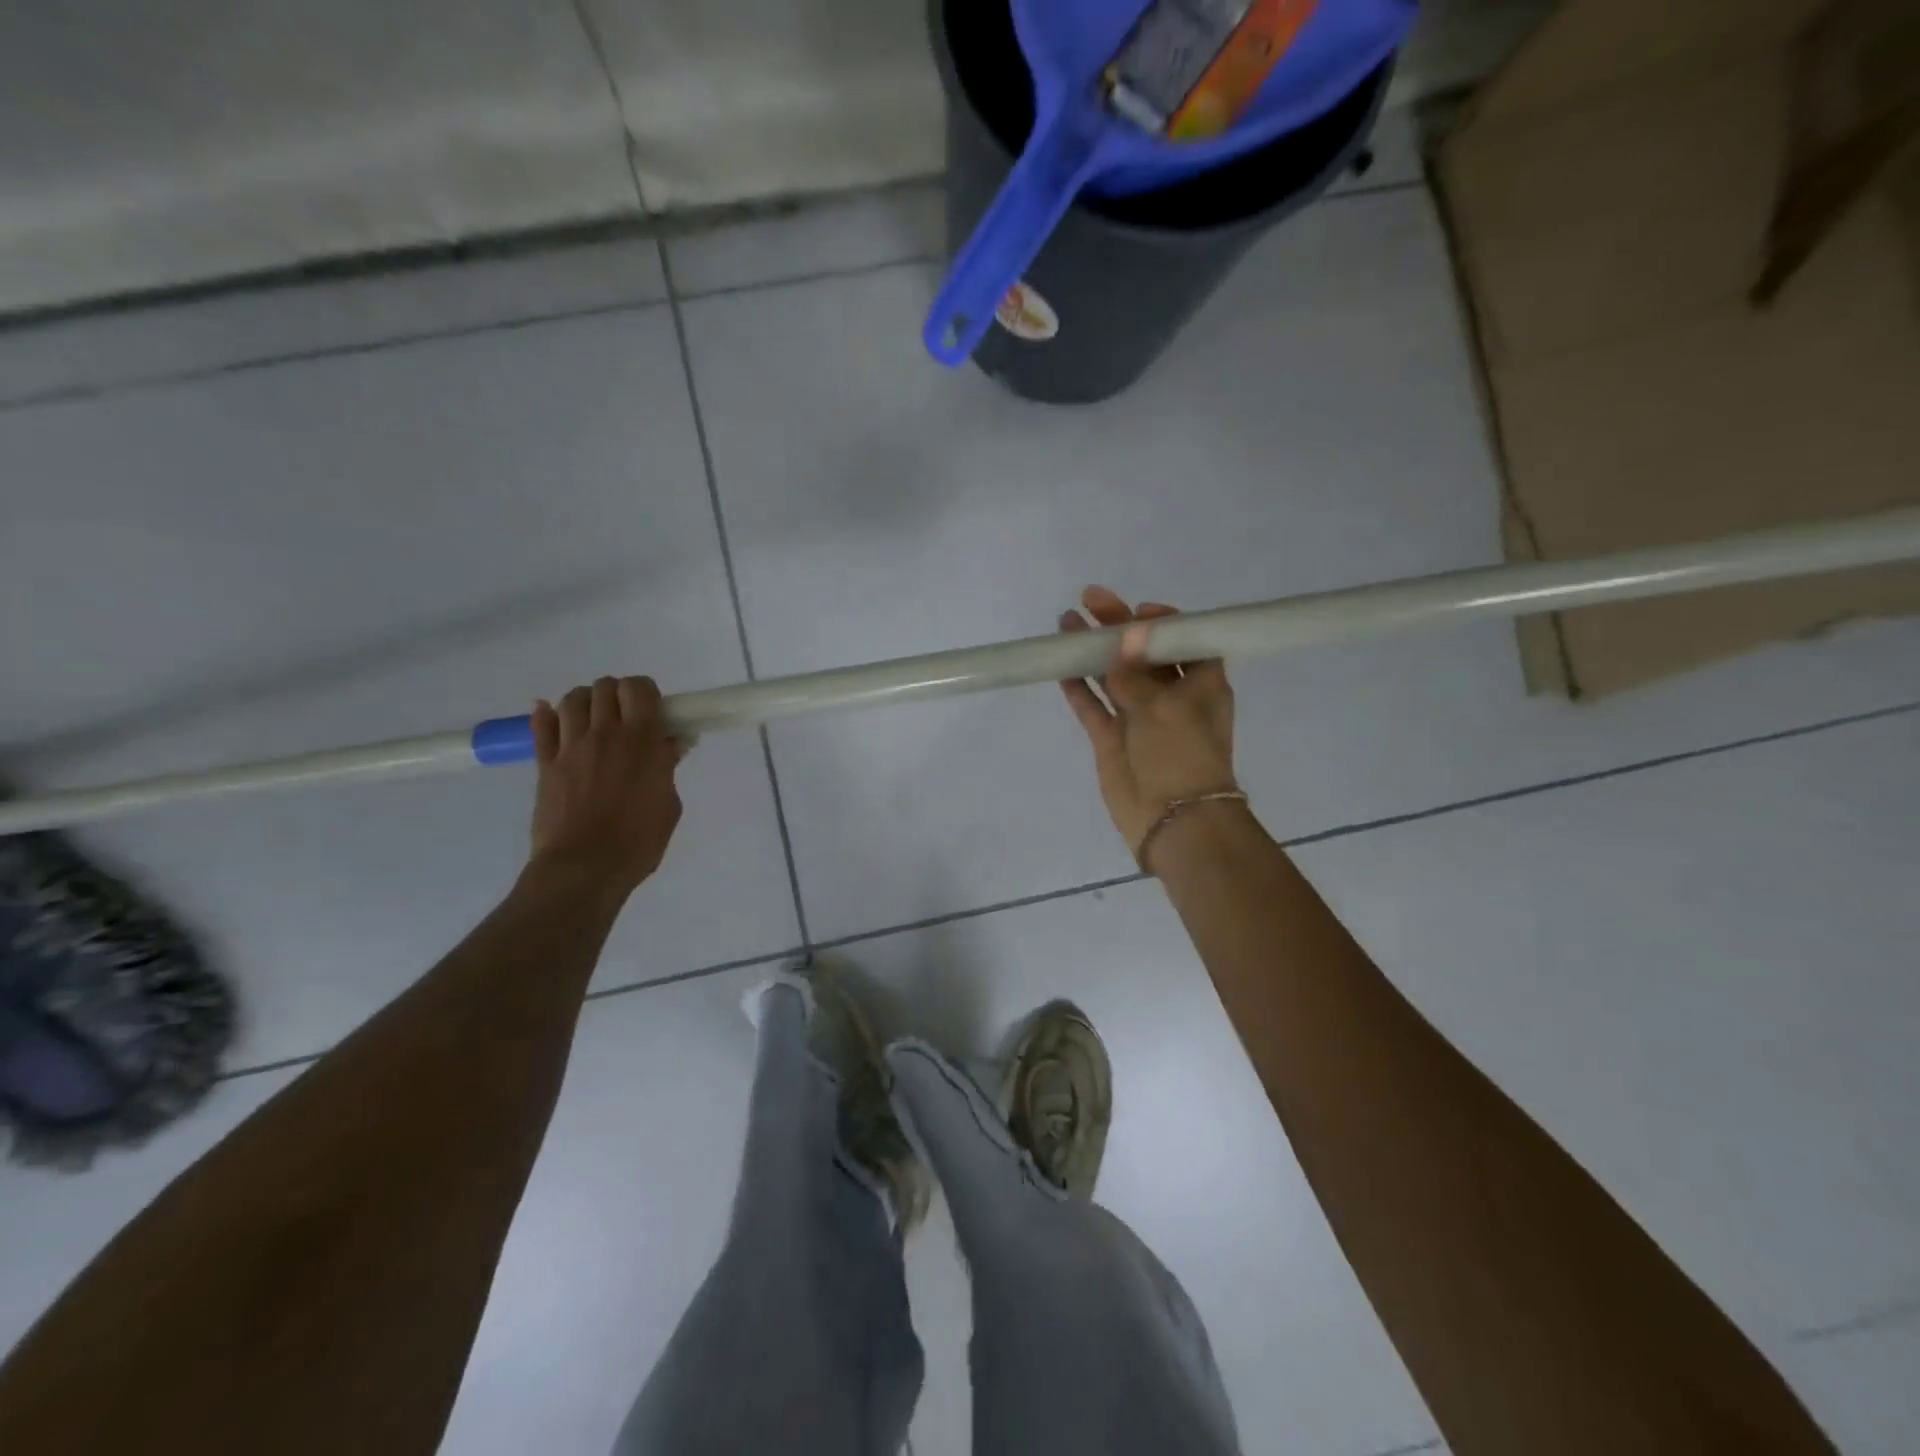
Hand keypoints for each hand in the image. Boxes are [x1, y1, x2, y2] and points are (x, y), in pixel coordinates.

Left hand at [528, 675, 686, 895]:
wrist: (584, 868)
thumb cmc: (638, 842)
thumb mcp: (669, 805)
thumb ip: (666, 768)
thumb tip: (669, 744)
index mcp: (641, 741)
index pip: (639, 688)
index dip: (646, 692)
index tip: (653, 710)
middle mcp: (605, 734)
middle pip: (605, 687)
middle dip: (617, 695)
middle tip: (625, 717)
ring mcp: (570, 747)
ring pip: (572, 700)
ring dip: (586, 702)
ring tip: (593, 720)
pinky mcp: (545, 764)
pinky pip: (540, 726)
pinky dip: (546, 715)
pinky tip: (552, 716)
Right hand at [1058, 586, 1238, 869]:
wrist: (1173, 820)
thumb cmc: (1183, 755)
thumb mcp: (1164, 707)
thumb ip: (1136, 672)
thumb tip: (1121, 636)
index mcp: (1201, 684)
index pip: (1184, 641)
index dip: (1161, 623)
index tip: (1137, 611)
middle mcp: (1171, 695)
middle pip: (1142, 652)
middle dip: (1118, 626)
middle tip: (1090, 599)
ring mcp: (1137, 716)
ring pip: (1113, 675)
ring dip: (1094, 650)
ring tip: (1067, 622)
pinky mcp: (1111, 737)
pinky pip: (1092, 705)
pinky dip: (1079, 686)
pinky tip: (1062, 664)